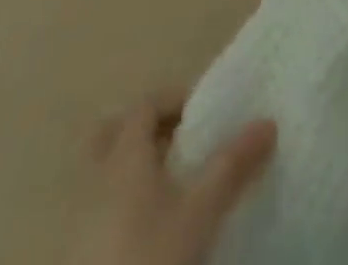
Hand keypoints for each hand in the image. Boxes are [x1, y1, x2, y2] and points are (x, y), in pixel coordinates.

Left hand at [66, 92, 276, 264]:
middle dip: (147, 130)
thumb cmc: (150, 257)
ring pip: (105, 174)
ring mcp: (79, 221)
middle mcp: (94, 180)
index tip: (206, 111)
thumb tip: (268, 122)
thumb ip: (233, 164)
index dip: (176, 98)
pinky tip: (153, 224)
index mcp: (123, 158)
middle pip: (113, 135)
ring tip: (174, 183)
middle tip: (182, 140)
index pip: (145, 105)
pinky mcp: (78, 254)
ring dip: (137, 168)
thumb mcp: (201, 211)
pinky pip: (100, 209)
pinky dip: (125, 203)